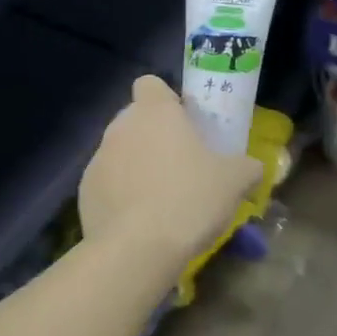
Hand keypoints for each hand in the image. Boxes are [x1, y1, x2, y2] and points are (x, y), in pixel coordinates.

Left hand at [80, 76, 261, 276]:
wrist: (137, 251)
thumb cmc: (190, 199)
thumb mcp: (235, 181)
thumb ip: (247, 167)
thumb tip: (252, 167)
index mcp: (155, 112)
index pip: (150, 84)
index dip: (166, 99)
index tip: (184, 122)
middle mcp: (120, 128)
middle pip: (135, 119)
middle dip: (155, 136)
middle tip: (181, 163)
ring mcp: (97, 160)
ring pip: (120, 152)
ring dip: (138, 166)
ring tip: (162, 199)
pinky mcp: (84, 193)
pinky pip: (107, 184)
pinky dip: (121, 195)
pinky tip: (141, 221)